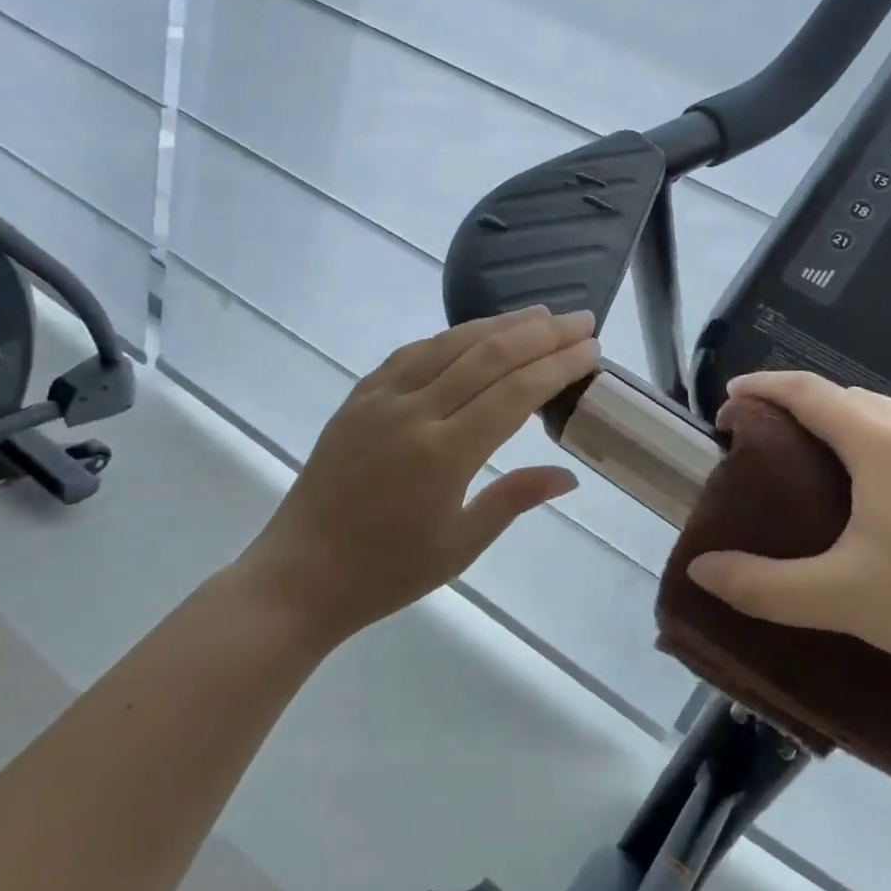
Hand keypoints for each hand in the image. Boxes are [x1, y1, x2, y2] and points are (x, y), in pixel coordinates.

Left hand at [239, 306, 599, 645]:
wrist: (299, 575)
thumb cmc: (387, 571)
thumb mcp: (460, 546)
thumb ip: (515, 499)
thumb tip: (568, 474)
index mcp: (444, 455)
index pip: (515, 393)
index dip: (557, 365)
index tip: (591, 348)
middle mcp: (414, 413)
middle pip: (488, 356)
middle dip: (541, 334)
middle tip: (580, 319)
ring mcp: (381, 399)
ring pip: (449, 344)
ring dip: (499, 324)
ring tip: (538, 315)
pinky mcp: (358, 398)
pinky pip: (411, 354)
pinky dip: (449, 338)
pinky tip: (471, 333)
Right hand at [686, 371, 890, 695]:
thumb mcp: (841, 598)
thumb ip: (763, 585)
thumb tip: (701, 571)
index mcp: (881, 442)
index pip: (808, 391)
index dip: (764, 387)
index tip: (729, 398)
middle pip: (848, 397)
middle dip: (800, 407)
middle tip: (766, 441)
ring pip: (888, 419)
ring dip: (844, 427)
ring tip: (819, 466)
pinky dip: (881, 449)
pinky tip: (885, 498)